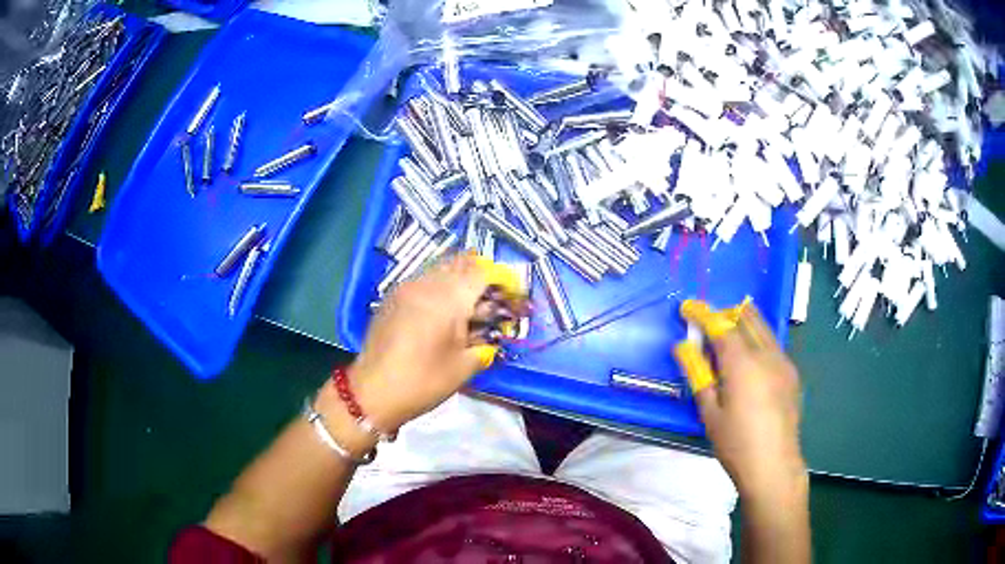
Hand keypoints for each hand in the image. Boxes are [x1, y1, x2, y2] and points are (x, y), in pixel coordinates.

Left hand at [348, 253, 503, 431]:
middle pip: (461, 262)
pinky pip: (423, 279)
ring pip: (441, 268)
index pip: (483, 272)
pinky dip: (439, 286)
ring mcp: (406, 287)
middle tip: (492, 299)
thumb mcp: (464, 367)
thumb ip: (484, 344)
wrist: (373, 391)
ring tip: (468, 305)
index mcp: (449, 299)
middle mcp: (427, 284)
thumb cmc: (423, 381)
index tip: (512, 294)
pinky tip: (442, 310)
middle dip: (482, 276)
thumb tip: (493, 336)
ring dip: (460, 279)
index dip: (502, 279)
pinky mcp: (393, 296)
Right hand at [682, 301, 806, 499]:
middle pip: (746, 318)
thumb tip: (682, 347)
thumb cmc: (735, 443)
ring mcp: (783, 362)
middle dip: (725, 313)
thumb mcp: (710, 412)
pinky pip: (772, 344)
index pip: (721, 326)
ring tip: (727, 334)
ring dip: (743, 322)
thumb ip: (698, 374)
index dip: (703, 314)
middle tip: (707, 322)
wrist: (773, 464)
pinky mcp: (791, 373)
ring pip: (763, 328)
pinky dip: (758, 338)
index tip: (687, 306)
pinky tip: (750, 359)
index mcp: (743, 364)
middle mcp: (766, 354)